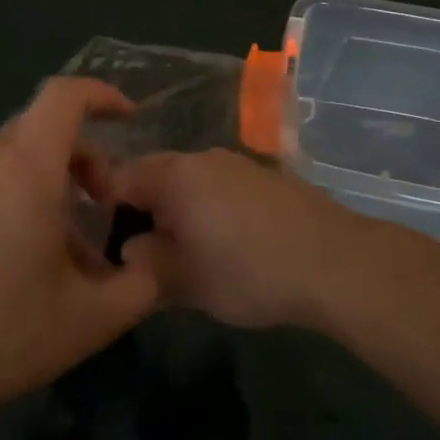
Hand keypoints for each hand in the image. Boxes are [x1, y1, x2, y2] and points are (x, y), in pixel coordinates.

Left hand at [0, 78, 160, 426]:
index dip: (102, 95)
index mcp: (24, 169)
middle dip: (83, 160)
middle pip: (41, 132)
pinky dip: (13, 206)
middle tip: (100, 210)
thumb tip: (149, 267)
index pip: (64, 97)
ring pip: (11, 165)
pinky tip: (12, 271)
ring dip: (48, 189)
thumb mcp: (88, 322)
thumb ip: (138, 287)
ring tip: (60, 254)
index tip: (129, 119)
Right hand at [112, 149, 384, 329]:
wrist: (335, 261)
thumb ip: (146, 263)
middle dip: (144, 212)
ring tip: (186, 254)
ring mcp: (239, 163)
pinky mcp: (267, 176)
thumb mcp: (186, 281)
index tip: (104, 243)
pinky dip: (211, 210)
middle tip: (145, 255)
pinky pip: (221, 187)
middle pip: (155, 176)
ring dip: (180, 212)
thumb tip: (131, 249)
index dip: (103, 208)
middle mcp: (203, 158)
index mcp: (175, 174)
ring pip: (190, 182)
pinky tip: (228, 244)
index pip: (119, 177)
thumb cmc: (249, 271)